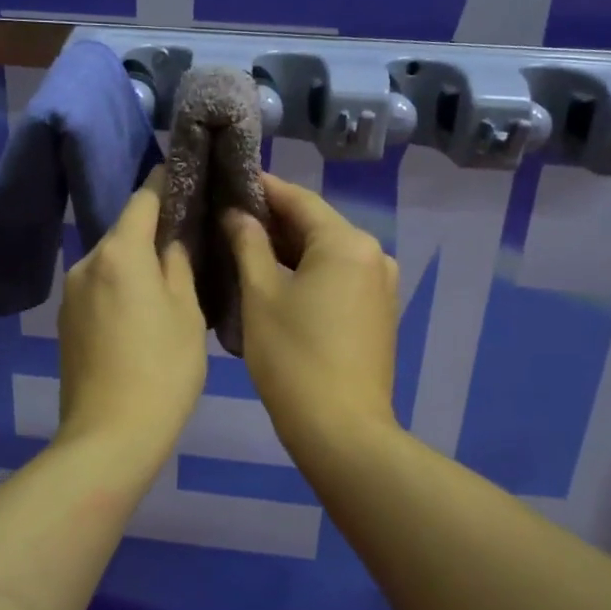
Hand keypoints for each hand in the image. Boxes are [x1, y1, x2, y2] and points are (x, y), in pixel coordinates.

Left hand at [55, 169, 207, 473]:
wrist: (109, 435)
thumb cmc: (163, 369)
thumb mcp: (187, 313)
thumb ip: (179, 265)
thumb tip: (171, 241)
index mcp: (120, 252)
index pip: (144, 199)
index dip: (166, 184)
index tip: (187, 176)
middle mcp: (87, 262)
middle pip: (124, 231)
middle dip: (153, 229)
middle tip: (188, 238)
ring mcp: (71, 293)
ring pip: (111, 262)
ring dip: (136, 262)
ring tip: (167, 279)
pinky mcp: (65, 321)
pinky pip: (99, 288)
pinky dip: (120, 287)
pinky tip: (140, 311)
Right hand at [224, 175, 400, 457]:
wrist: (341, 430)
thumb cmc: (293, 357)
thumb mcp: (260, 296)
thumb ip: (248, 245)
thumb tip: (237, 214)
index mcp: (347, 243)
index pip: (299, 200)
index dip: (263, 188)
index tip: (230, 180)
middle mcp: (374, 254)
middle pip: (317, 225)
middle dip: (274, 221)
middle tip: (228, 217)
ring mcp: (381, 285)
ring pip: (327, 252)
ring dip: (289, 249)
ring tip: (244, 246)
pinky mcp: (379, 311)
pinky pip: (339, 277)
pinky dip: (309, 272)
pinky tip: (276, 279)